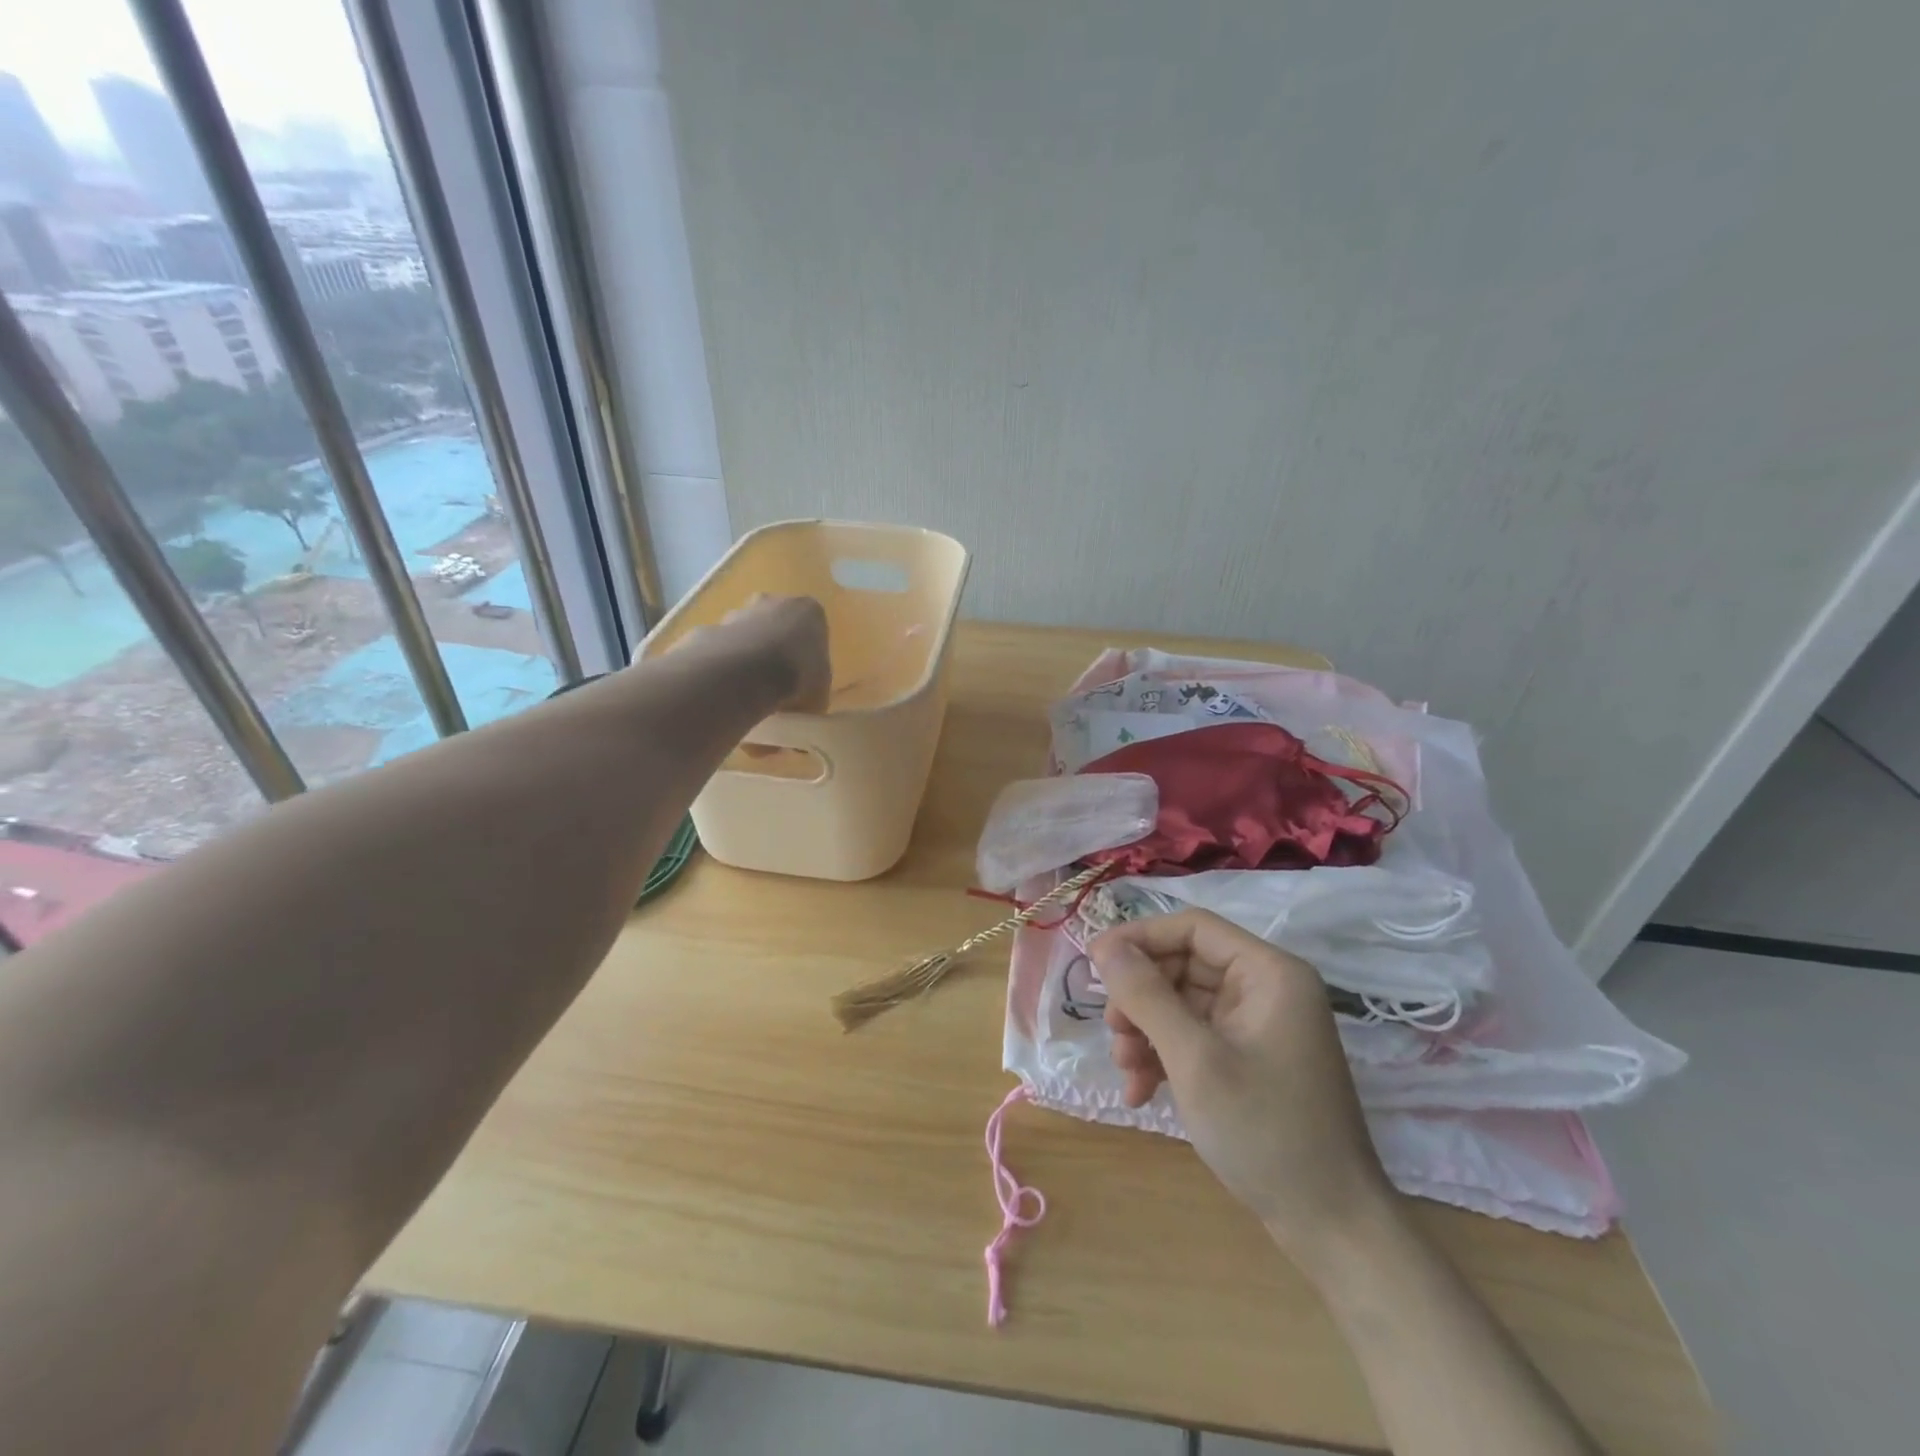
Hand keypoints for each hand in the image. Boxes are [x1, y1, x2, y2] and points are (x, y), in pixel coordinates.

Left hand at [697, 595, 830, 711]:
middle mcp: (775, 601)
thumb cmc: (799, 676)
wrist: (748, 673)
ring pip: (748, 631)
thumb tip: (806, 695)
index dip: (809, 653)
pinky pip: (724, 646)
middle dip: (777, 645)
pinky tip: (729, 685)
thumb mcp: (821, 690)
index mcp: (809, 611)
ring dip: (749, 652)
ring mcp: (740, 611)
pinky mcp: (713, 626)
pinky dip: (726, 662)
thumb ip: (814, 686)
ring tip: (751, 686)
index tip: (805, 675)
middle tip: (778, 678)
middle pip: (778, 622)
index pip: (813, 628)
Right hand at [1090, 909, 1395, 1260]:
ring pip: (1182, 1003)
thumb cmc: (1265, 1131)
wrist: (1331, 1228)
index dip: (1139, 938)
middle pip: (1183, 966)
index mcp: (1269, 973)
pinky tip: (1141, 1091)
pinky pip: (1195, 1037)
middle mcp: (1266, 989)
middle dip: (1141, 997)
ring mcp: (1258, 1026)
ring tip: (1126, 1069)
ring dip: (1146, 1031)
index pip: (1192, 928)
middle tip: (1112, 1031)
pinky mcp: (1250, 1059)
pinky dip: (1164, 1056)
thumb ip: (1146, 996)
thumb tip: (1105, 946)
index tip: (1094, 962)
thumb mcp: (1195, 1059)